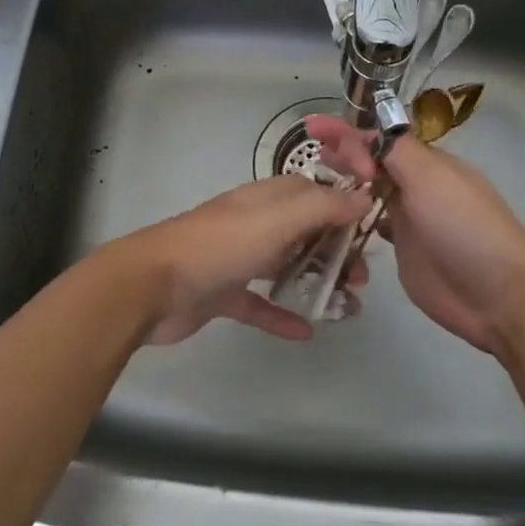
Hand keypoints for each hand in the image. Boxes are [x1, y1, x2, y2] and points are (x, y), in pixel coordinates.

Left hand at [115, 176, 373, 344]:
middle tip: (360, 279)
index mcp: (265, 200)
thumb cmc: (220, 246)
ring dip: (316, 281)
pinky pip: (259, 304)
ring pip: (285, 266)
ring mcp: (236, 259)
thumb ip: (322, 207)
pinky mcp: (222, 294)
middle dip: (335, 251)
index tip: (372, 229)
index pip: (312, 193)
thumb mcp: (277, 219)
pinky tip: (306, 332)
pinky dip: (282, 315)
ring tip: (348, 304)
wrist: (152, 285)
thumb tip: (364, 197)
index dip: (342, 206)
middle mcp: (253, 224)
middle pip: (304, 231)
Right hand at [305, 116, 524, 354]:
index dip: (347, 133)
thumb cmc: (463, 226)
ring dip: (345, 186)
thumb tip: (366, 134)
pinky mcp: (403, 252)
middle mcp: (416, 187)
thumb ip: (395, 150)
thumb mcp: (430, 176)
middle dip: (343, 155)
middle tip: (312, 156)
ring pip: (369, 194)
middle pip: (373, 163)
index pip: (380, 139)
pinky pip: (370, 228)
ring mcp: (409, 220)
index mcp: (426, 164)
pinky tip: (331, 221)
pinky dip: (352, 220)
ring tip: (312, 185)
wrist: (497, 293)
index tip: (312, 130)